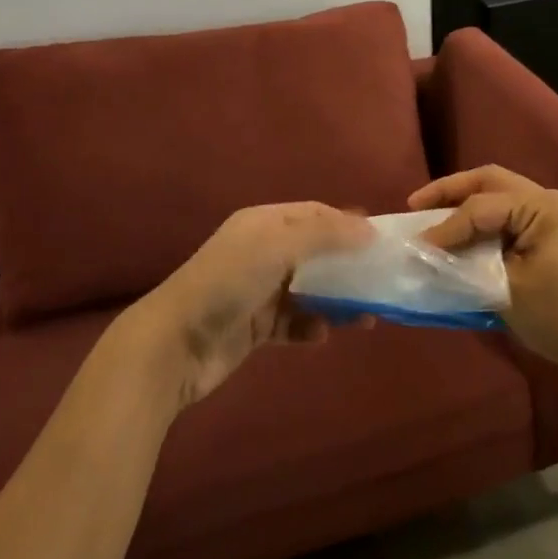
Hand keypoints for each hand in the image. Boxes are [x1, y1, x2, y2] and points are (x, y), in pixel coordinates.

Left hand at [133, 203, 371, 407]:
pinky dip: (311, 327)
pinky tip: (322, 334)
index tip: (381, 241)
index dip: (347, 223)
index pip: (314, 214)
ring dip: (337, 300)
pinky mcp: (255, 327)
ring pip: (309, 290)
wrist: (176, 344)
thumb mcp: (278, 246)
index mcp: (263, 223)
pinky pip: (293, 323)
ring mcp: (258, 291)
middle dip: (347, 265)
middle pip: (315, 252)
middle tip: (381, 280)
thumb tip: (369, 228)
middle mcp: (261, 251)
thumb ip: (325, 234)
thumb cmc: (229, 282)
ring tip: (366, 316)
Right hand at [410, 166, 557, 370]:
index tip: (418, 244)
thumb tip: (427, 251)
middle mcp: (549, 200)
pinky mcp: (549, 232)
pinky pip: (508, 213)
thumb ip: (465, 262)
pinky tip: (460, 231)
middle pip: (491, 181)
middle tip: (415, 204)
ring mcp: (552, 214)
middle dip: (451, 190)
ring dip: (464, 201)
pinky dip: (481, 218)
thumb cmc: (557, 317)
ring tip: (430, 213)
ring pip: (498, 193)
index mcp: (544, 208)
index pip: (483, 207)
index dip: (447, 225)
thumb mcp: (505, 288)